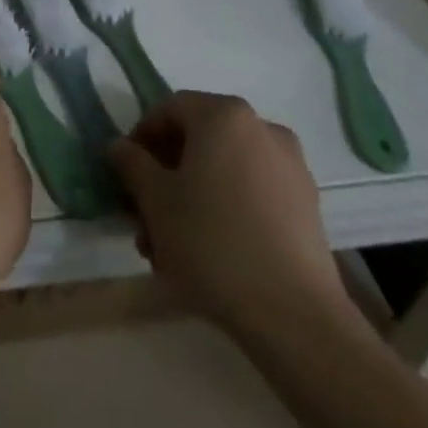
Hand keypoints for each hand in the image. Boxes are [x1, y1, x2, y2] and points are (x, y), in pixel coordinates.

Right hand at [108, 92, 351, 341]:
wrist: (295, 317)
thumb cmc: (213, 242)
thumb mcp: (155, 200)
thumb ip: (131, 163)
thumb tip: (120, 146)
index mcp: (223, 115)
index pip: (169, 110)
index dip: (141, 137)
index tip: (126, 174)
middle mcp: (261, 128)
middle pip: (198, 141)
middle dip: (166, 176)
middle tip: (145, 216)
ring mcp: (290, 167)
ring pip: (224, 170)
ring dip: (193, 198)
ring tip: (171, 247)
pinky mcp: (307, 206)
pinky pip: (252, 193)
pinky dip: (226, 209)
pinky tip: (210, 253)